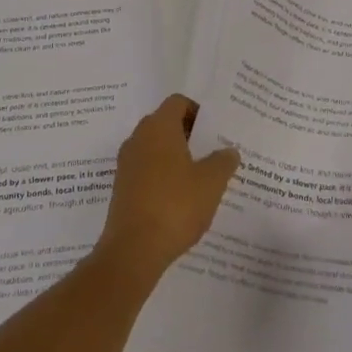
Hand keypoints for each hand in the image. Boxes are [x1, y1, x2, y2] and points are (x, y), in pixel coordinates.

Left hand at [96, 95, 240, 282]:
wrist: (133, 249)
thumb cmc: (176, 205)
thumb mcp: (211, 182)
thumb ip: (223, 161)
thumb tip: (229, 150)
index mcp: (159, 127)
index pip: (178, 103)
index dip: (198, 111)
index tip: (215, 130)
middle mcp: (138, 138)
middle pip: (165, 124)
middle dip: (189, 135)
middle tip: (213, 152)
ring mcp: (127, 163)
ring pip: (155, 149)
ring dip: (176, 157)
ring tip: (201, 177)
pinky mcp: (122, 187)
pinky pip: (146, 170)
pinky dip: (163, 176)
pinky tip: (181, 198)